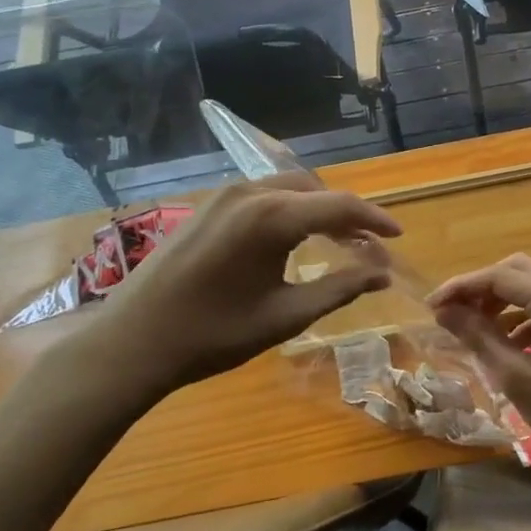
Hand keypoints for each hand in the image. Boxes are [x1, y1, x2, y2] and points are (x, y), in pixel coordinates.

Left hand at [69, 179, 400, 412]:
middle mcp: (250, 192)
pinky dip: (291, 209)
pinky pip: (264, 194)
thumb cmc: (213, 334)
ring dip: (319, 209)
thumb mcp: (286, 315)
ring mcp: (225, 195)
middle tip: (368, 245)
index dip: (375, 220)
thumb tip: (382, 273)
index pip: (340, 206)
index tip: (398, 237)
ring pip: (290, 188)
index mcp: (271, 216)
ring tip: (338, 242)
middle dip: (348, 213)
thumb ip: (340, 288)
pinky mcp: (209, 205)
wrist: (133, 342)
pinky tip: (295, 238)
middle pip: (317, 189)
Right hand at [427, 254, 530, 469]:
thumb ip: (478, 337)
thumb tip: (444, 312)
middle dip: (480, 287)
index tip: (431, 307)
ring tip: (475, 328)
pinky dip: (521, 314)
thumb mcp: (515, 376)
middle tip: (453, 313)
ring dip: (500, 299)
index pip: (498, 276)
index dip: (461, 287)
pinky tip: (509, 344)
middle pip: (515, 270)